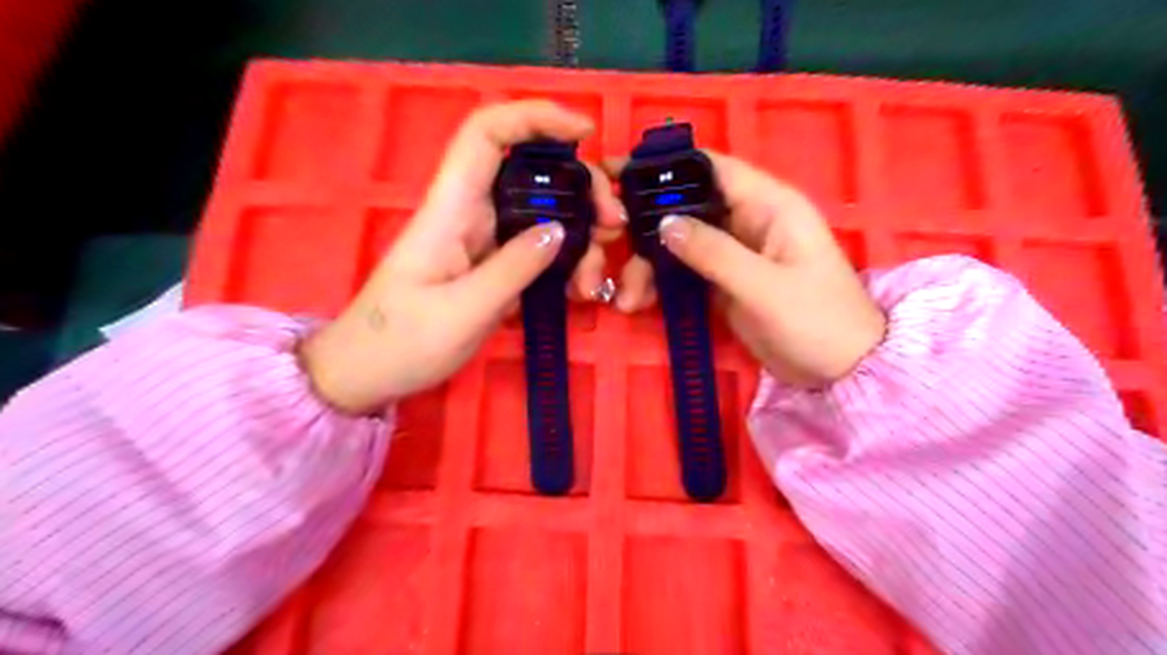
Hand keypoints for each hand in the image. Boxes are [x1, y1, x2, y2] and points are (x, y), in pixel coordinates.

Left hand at [304, 100, 623, 411]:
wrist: (369, 372)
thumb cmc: (403, 342)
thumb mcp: (463, 311)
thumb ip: (513, 268)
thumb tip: (559, 230)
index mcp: (451, 210)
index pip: (487, 135)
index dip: (534, 118)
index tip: (584, 133)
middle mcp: (470, 214)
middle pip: (531, 173)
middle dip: (581, 189)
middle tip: (613, 226)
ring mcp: (483, 241)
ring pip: (542, 215)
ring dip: (580, 236)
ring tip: (595, 280)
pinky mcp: (492, 266)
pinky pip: (538, 249)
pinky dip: (566, 262)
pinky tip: (579, 290)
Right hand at [612, 152, 884, 389]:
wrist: (842, 371)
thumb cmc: (817, 321)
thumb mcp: (764, 286)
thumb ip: (714, 252)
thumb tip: (663, 223)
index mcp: (768, 204)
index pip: (711, 167)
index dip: (665, 166)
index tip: (616, 175)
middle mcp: (746, 220)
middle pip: (684, 206)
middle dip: (644, 226)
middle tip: (608, 245)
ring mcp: (732, 252)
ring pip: (677, 241)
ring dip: (647, 264)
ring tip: (627, 298)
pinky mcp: (723, 280)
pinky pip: (682, 271)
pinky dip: (659, 283)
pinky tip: (639, 302)